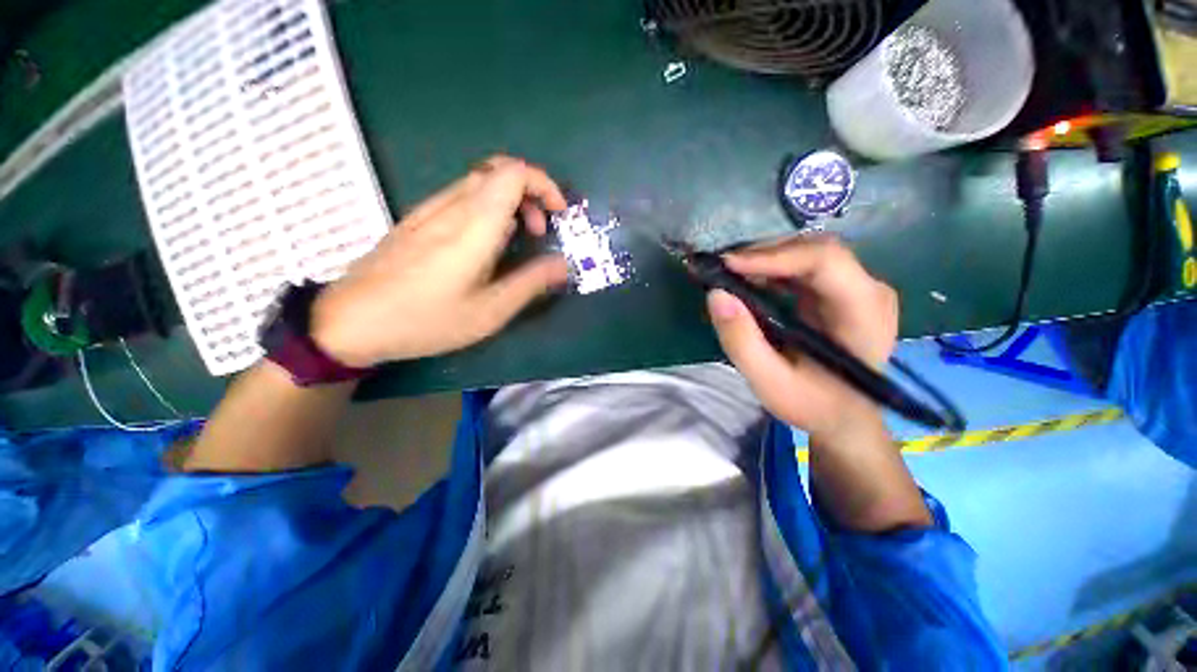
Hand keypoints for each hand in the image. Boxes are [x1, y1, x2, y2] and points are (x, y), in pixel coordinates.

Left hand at [311, 156, 569, 366]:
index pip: (514, 172)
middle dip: (531, 194)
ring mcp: (429, 210)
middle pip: (498, 170)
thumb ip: (531, 283)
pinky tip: (485, 245)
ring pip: (479, 182)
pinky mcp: (417, 220)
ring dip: (510, 201)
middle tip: (539, 232)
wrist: (350, 321)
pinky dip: (489, 208)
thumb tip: (563, 265)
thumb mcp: (489, 311)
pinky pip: (461, 197)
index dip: (544, 184)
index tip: (559, 215)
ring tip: (518, 240)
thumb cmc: (426, 320)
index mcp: (473, 224)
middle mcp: (451, 206)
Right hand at [706, 236, 898, 441]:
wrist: (844, 417)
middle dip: (763, 254)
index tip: (727, 265)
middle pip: (814, 249)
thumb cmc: (812, 404)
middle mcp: (868, 289)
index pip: (824, 260)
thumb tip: (716, 295)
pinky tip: (749, 280)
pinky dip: (771, 268)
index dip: (773, 256)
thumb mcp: (770, 383)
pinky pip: (804, 265)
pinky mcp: (841, 290)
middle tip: (721, 268)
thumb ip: (741, 342)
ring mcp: (857, 287)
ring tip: (729, 273)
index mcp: (863, 312)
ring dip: (764, 258)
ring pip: (807, 252)